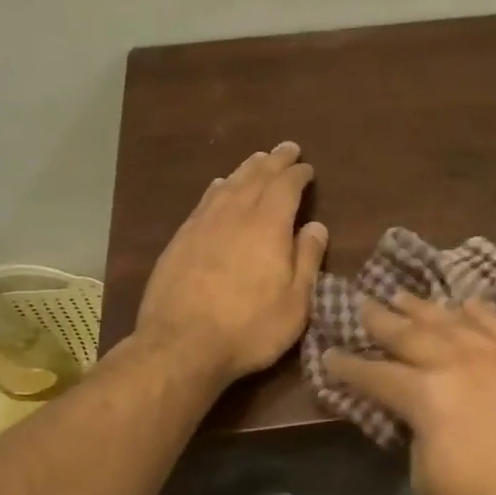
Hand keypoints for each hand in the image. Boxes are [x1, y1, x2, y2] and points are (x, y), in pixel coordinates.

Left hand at [135, 142, 328, 384]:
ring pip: (228, 185)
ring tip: (257, 160)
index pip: (285, 187)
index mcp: (268, 226)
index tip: (307, 168)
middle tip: (286, 148)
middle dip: (274, 161)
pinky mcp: (180, 240)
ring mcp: (202, 225)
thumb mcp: (295, 302)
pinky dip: (218, 188)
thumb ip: (307, 259)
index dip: (297, 175)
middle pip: (256, 178)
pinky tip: (219, 186)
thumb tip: (315, 225)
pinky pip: (205, 201)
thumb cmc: (249, 328)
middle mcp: (234, 215)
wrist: (181, 346)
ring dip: (246, 169)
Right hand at [321, 294, 495, 494]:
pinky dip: (477, 310)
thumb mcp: (429, 485)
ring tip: (400, 294)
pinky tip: (466, 303)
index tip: (329, 356)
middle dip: (379, 320)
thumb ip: (414, 440)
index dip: (348, 368)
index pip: (376, 375)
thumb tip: (415, 419)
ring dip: (421, 307)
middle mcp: (458, 364)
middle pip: (409, 334)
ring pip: (450, 320)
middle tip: (359, 305)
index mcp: (427, 397)